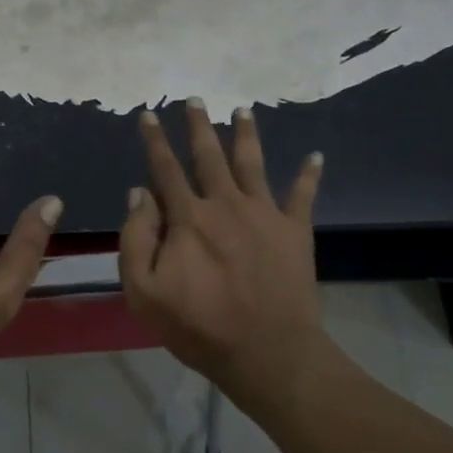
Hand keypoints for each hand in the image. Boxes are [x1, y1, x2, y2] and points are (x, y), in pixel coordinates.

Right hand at [119, 99, 338, 409]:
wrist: (267, 353)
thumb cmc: (199, 326)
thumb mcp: (144, 291)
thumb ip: (136, 238)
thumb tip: (140, 193)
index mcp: (188, 218)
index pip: (165, 169)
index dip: (154, 140)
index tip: (147, 114)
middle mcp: (226, 204)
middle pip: (209, 156)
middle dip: (199, 126)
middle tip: (195, 99)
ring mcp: (265, 215)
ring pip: (253, 164)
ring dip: (247, 135)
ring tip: (244, 110)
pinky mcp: (295, 232)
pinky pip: (303, 196)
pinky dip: (309, 175)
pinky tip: (316, 156)